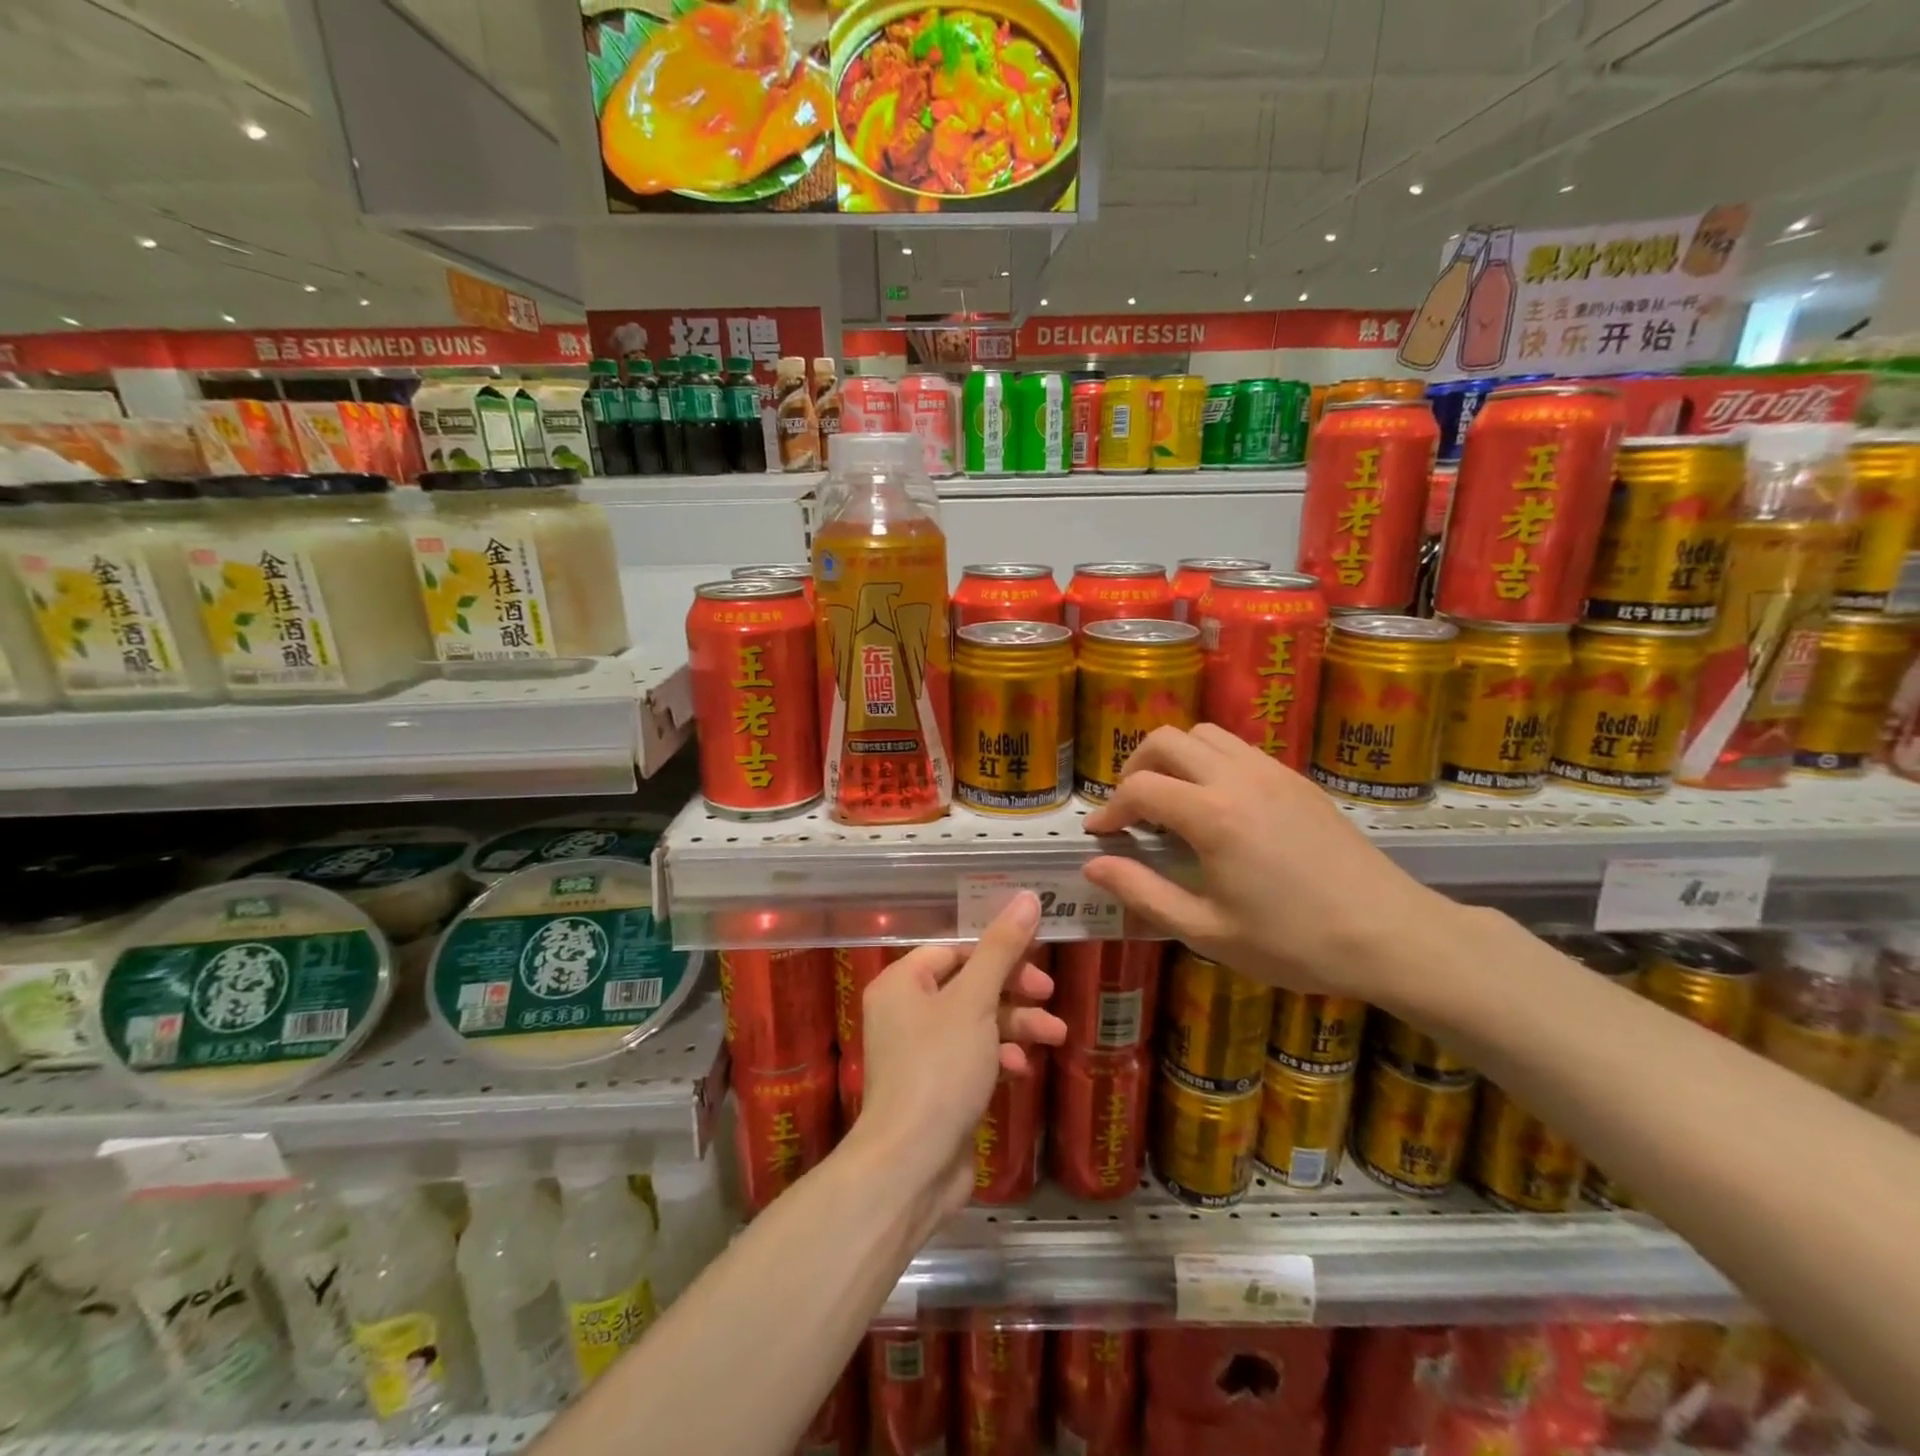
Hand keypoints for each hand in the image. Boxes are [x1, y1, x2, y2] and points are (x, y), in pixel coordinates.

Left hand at [854, 893, 1067, 1221]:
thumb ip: (1002, 948)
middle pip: (969, 983)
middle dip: (1014, 990)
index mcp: (902, 982)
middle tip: (1048, 995)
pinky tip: (1021, 1068)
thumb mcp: (976, 1000)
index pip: (955, 949)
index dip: (997, 950)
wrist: (912, 1165)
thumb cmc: (940, 1068)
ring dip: (1016, 1024)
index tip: (1037, 957)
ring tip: (1056, 1035)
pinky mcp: (937, 1086)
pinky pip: (973, 1056)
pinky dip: (998, 1055)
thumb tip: (1028, 896)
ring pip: (976, 1021)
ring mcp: (920, 1052)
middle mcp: (905, 1011)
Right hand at [1080, 724, 1459, 1006]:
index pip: (1140, 788)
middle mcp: (1238, 778)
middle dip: (1135, 767)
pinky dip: (1210, 761)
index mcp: (1213, 816)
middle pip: (1166, 740)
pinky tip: (1217, 806)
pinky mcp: (1297, 779)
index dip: (1110, 809)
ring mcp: (1272, 772)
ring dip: (1174, 757)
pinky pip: (1239, 748)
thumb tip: (1093, 866)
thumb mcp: (1208, 931)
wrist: (1391, 936)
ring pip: (1205, 734)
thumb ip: (1143, 893)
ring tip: (1171, 800)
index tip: (1099, 835)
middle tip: (1131, 810)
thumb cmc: (1294, 943)